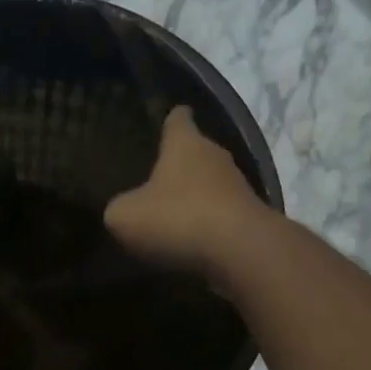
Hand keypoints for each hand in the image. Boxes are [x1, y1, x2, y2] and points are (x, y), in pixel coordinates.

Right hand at [104, 106, 267, 278]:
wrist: (240, 250)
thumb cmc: (177, 218)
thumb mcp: (126, 217)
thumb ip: (119, 208)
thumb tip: (122, 209)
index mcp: (184, 144)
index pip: (178, 119)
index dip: (172, 119)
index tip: (169, 119)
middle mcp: (215, 155)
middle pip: (197, 152)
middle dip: (181, 163)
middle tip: (159, 177)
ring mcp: (238, 186)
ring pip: (212, 183)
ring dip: (196, 196)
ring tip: (175, 212)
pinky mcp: (251, 216)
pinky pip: (222, 213)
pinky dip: (209, 223)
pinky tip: (194, 240)